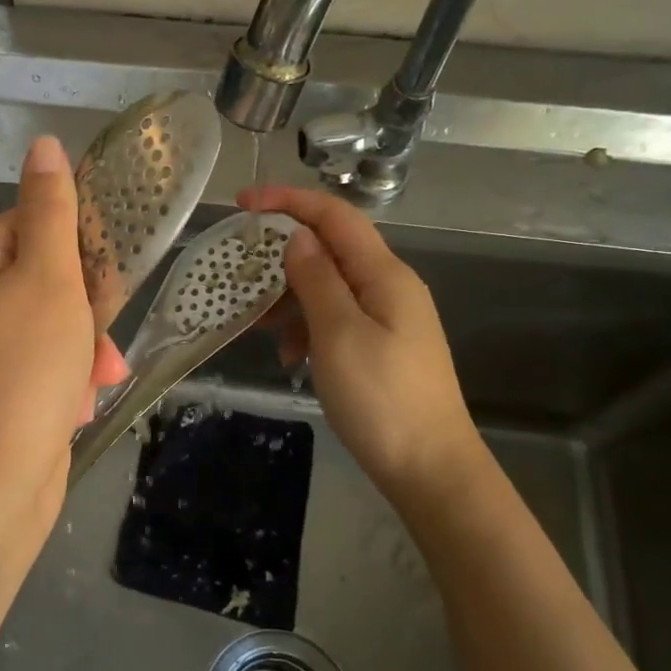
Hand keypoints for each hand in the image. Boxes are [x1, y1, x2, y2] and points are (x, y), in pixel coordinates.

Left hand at [0, 137, 128, 522]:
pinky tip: (79, 404)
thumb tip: (43, 144)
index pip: (30, 225)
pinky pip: (38, 363)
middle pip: (42, 277)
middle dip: (84, 309)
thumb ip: (52, 209)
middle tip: (101, 338)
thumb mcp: (50, 278)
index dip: (75, 248)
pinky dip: (63, 377)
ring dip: (82, 346)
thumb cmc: (26, 368)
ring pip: (48, 324)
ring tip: (98, 378)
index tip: (107, 277)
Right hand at [241, 184, 486, 508]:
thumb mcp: (339, 335)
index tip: (242, 203)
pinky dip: (307, 327)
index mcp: (384, 275)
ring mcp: (387, 318)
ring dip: (290, 298)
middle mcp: (389, 287)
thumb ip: (317, 280)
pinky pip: (336, 319)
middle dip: (282, 256)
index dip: (289, 201)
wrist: (430, 469)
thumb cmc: (381, 399)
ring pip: (329, 287)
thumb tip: (298, 237)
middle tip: (240, 274)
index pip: (335, 217)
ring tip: (259, 325)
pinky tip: (290, 356)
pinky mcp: (381, 346)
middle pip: (330, 250)